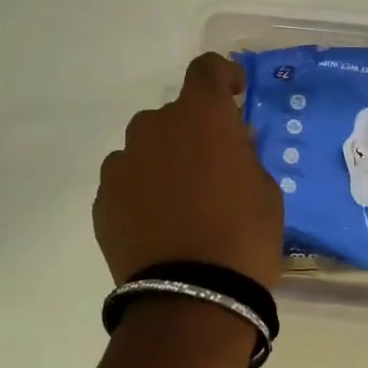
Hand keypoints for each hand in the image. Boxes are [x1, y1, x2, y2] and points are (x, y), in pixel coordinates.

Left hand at [94, 53, 284, 290]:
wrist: (192, 299)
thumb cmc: (244, 236)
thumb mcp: (265, 189)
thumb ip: (245, 154)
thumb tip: (231, 143)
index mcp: (201, 116)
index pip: (206, 69)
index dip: (223, 76)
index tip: (235, 96)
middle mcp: (154, 128)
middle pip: (174, 115)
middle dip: (193, 133)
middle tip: (213, 168)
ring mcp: (122, 164)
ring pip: (146, 149)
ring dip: (164, 162)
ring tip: (182, 203)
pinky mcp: (102, 200)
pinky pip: (126, 182)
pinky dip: (142, 192)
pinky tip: (159, 225)